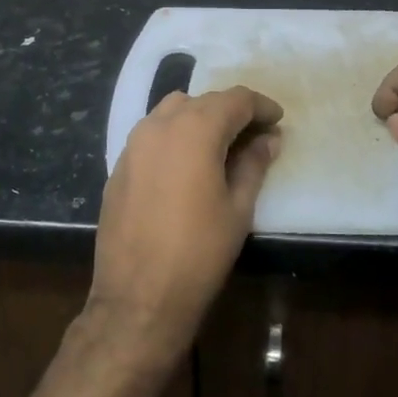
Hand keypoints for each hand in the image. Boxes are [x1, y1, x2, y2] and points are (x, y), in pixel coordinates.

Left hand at [91, 86, 282, 353]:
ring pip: (173, 111)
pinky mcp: (119, 166)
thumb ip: (254, 164)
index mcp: (195, 130)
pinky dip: (176, 136)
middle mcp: (160, 125)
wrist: (138, 297)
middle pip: (204, 101)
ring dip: (201, 118)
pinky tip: (187, 165)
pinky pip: (152, 134)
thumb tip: (268, 139)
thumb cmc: (199, 252)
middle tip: (256, 135)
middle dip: (232, 112)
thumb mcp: (238, 208)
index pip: (235, 99)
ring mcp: (133, 144)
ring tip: (221, 146)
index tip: (278, 121)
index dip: (261, 107)